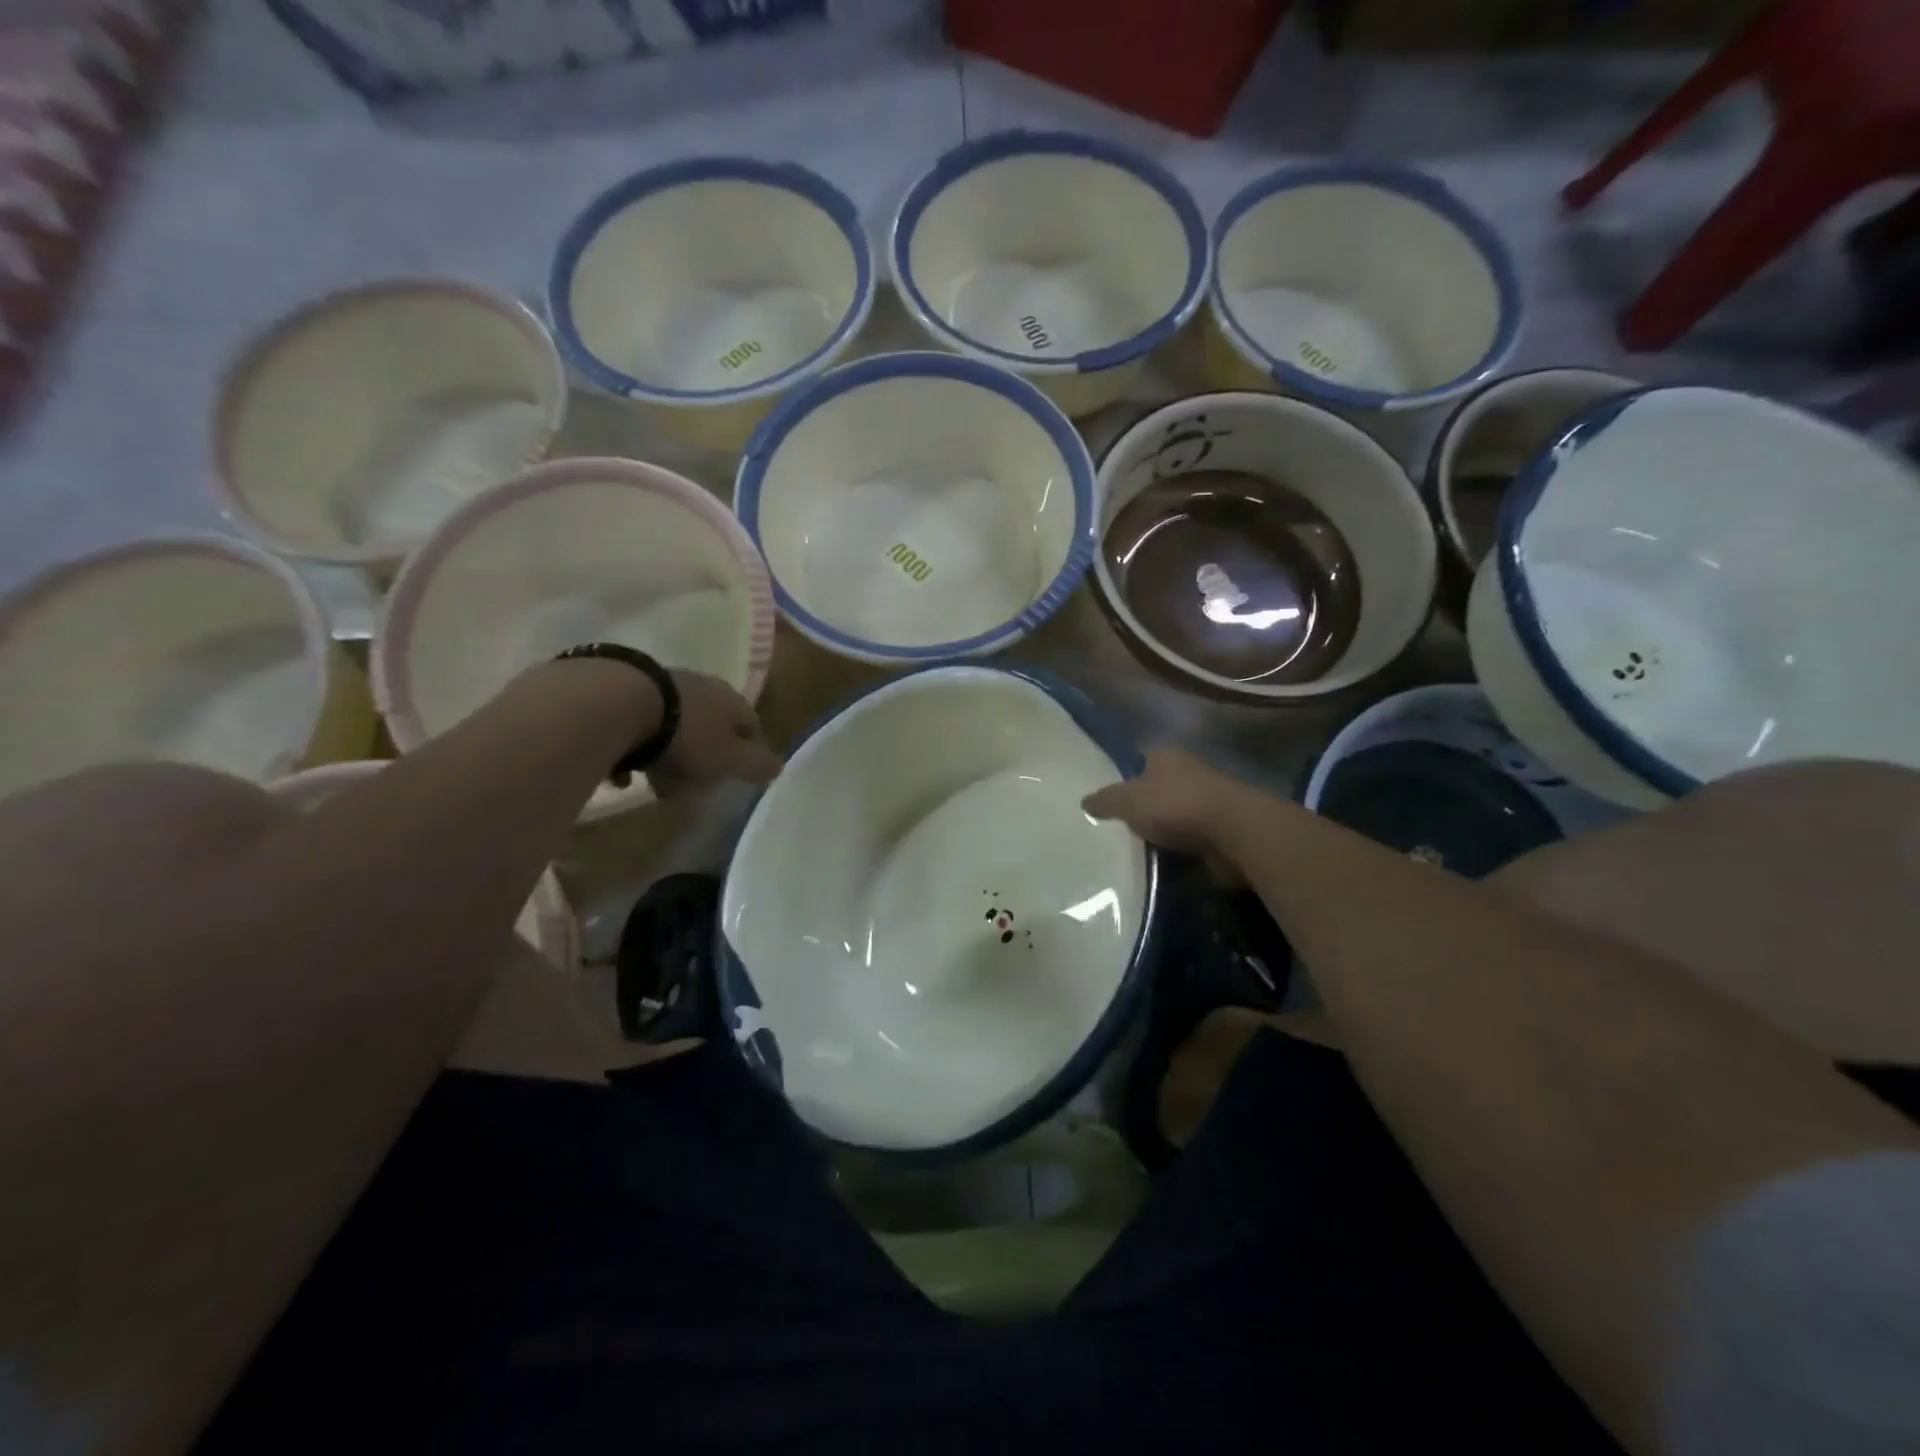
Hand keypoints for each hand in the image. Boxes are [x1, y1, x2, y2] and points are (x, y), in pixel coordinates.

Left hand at [629, 671, 781, 793]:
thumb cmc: (686, 737)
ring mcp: (663, 686)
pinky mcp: (626, 689)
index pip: (751, 723)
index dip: (748, 749)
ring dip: (669, 751)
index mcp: (732, 700)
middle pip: (711, 723)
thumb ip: (756, 765)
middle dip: (706, 753)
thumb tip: (779, 766)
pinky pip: (639, 725)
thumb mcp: (730, 759)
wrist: (619, 706)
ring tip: (655, 780)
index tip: (738, 772)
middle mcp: (701, 686)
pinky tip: (624, 770)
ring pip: (675, 724)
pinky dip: (637, 747)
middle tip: (695, 782)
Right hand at [1082, 748, 1257, 856]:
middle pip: (1155, 789)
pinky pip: (1188, 839)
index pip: (1138, 759)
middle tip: (1113, 827)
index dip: (1122, 775)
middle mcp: (1187, 772)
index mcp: (1165, 756)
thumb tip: (1084, 802)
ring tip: (1132, 850)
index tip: (1105, 798)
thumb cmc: (1175, 805)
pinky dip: (1176, 850)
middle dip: (1140, 807)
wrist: (1234, 833)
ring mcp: (1206, 801)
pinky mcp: (1218, 829)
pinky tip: (1158, 863)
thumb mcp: (1127, 800)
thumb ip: (1104, 800)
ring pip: (1172, 815)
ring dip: (1159, 831)